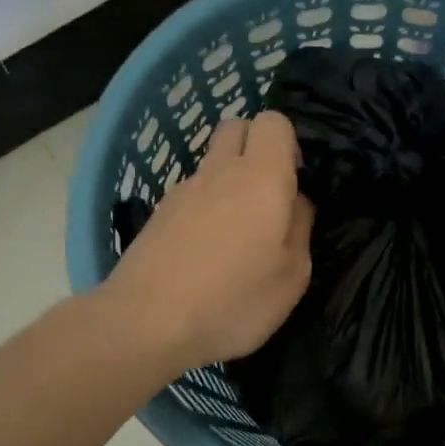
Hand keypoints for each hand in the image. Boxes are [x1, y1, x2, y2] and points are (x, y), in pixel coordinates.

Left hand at [101, 111, 313, 375]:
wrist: (145, 323)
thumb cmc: (232, 302)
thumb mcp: (291, 277)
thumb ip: (300, 229)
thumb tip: (296, 202)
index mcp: (261, 178)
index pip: (274, 122)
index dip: (289, 143)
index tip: (295, 180)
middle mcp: (219, 171)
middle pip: (236, 127)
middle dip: (255, 147)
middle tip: (268, 195)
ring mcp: (182, 190)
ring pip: (211, 162)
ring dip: (228, 180)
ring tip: (237, 232)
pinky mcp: (158, 214)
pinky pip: (190, 193)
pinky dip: (204, 207)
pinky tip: (205, 250)